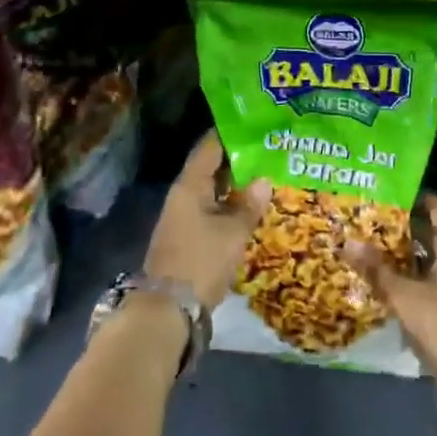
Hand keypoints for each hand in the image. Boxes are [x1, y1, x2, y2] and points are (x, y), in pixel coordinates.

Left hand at [144, 130, 267, 310]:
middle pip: (211, 168)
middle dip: (238, 160)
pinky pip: (211, 210)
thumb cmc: (201, 261)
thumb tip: (263, 179)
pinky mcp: (187, 238)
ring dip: (235, 186)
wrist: (168, 311)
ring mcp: (183, 218)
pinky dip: (229, 206)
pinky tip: (250, 208)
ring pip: (212, 191)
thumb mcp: (233, 232)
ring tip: (265, 176)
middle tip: (268, 151)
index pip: (209, 148)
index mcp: (190, 186)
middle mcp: (183, 196)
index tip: (255, 124)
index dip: (230, 134)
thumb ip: (249, 204)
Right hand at [345, 194, 436, 433]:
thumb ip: (377, 269)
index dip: (414, 199)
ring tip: (384, 251)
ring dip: (419, 254)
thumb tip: (347, 242)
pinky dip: (429, 275)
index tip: (387, 197)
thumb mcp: (404, 296)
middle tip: (377, 224)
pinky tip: (403, 283)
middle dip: (411, 228)